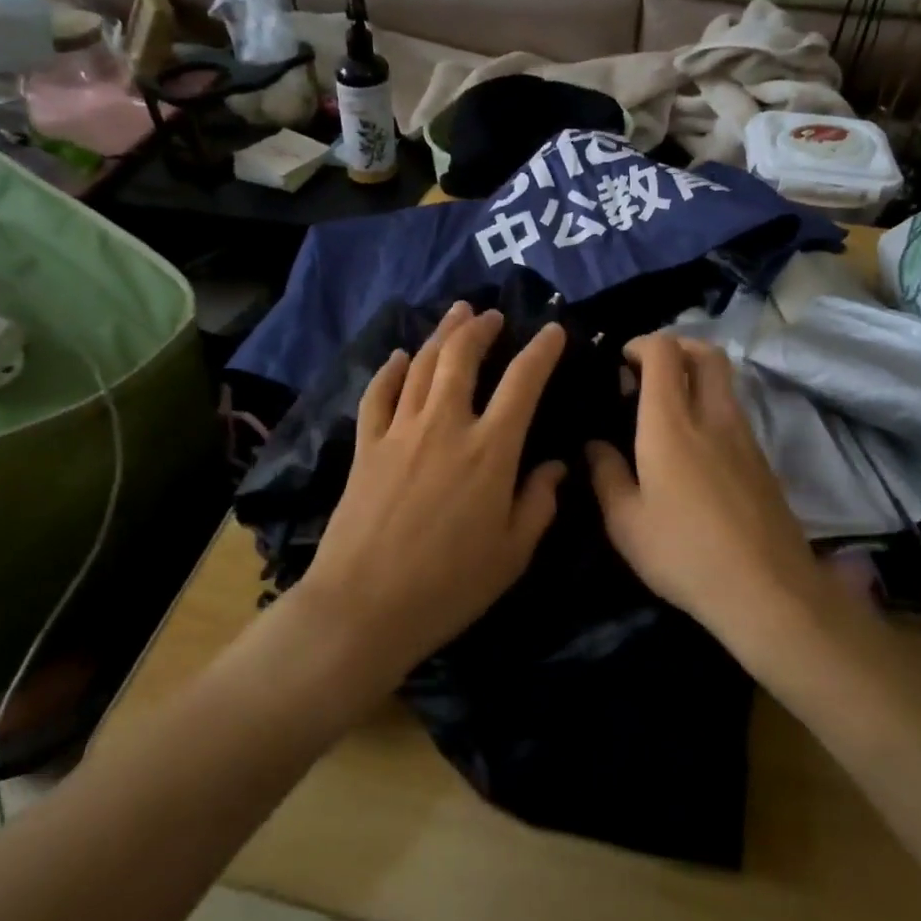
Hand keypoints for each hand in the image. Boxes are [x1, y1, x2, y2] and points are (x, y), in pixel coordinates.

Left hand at [291, 302, 568, 684]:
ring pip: (420, 365)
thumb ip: (539, 502)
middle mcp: (445, 425)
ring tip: (456, 315)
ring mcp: (400, 431)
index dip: (541, 350)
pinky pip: (378, 394)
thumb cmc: (449, 586)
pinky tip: (397, 357)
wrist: (364, 606)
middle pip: (461, 357)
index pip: (523, 382)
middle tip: (491, 314)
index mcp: (490, 449)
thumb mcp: (513, 553)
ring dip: (440, 335)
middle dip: (479, 328)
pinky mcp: (366, 446)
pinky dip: (389, 370)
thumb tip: (556, 466)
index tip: (552, 331)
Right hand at [587, 334, 822, 645]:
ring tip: (666, 410)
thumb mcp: (625, 522)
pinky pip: (734, 412)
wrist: (767, 590)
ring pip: (725, 381)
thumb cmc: (684, 553)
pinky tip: (693, 447)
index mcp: (671, 423)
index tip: (621, 362)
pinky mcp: (763, 460)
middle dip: (677, 346)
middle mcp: (712, 416)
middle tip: (649, 370)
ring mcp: (745, 436)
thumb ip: (605, 474)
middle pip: (706, 352)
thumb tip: (595, 445)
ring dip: (696, 376)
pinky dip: (711, 407)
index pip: (664, 352)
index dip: (641, 344)